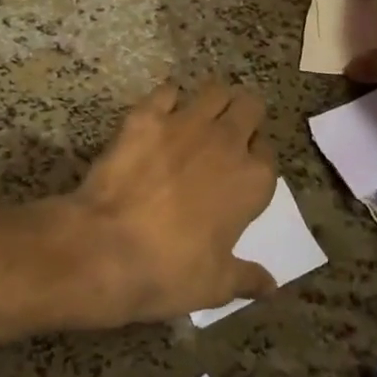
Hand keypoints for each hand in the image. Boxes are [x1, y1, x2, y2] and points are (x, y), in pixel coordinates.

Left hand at [68, 82, 279, 324]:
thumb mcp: (215, 286)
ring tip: (200, 118)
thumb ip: (247, 277)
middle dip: (243, 116)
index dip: (257, 157)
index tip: (245, 168)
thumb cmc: (169, 271)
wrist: (106, 248)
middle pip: (250, 106)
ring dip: (213, 101)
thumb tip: (270, 286)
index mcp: (251, 180)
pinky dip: (167, 100)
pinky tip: (160, 115)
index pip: (268, 152)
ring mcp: (186, 122)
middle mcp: (226, 141)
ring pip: (215, 90)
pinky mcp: (148, 115)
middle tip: (228, 134)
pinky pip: (167, 91)